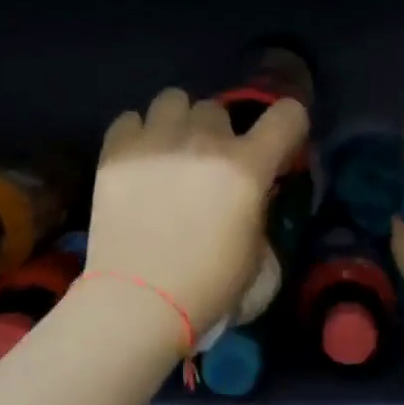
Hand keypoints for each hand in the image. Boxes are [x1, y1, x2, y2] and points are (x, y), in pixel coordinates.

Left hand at [85, 88, 308, 341]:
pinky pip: (131, 119)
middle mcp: (203, 141)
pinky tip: (139, 163)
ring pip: (174, 99)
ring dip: (179, 123)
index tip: (279, 145)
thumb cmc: (209, 290)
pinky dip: (139, 135)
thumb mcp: (259, 256)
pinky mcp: (114, 152)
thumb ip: (261, 212)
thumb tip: (252, 198)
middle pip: (219, 108)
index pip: (287, 114)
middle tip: (209, 166)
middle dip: (219, 133)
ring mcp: (154, 142)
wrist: (138, 304)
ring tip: (170, 154)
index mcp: (246, 168)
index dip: (289, 124)